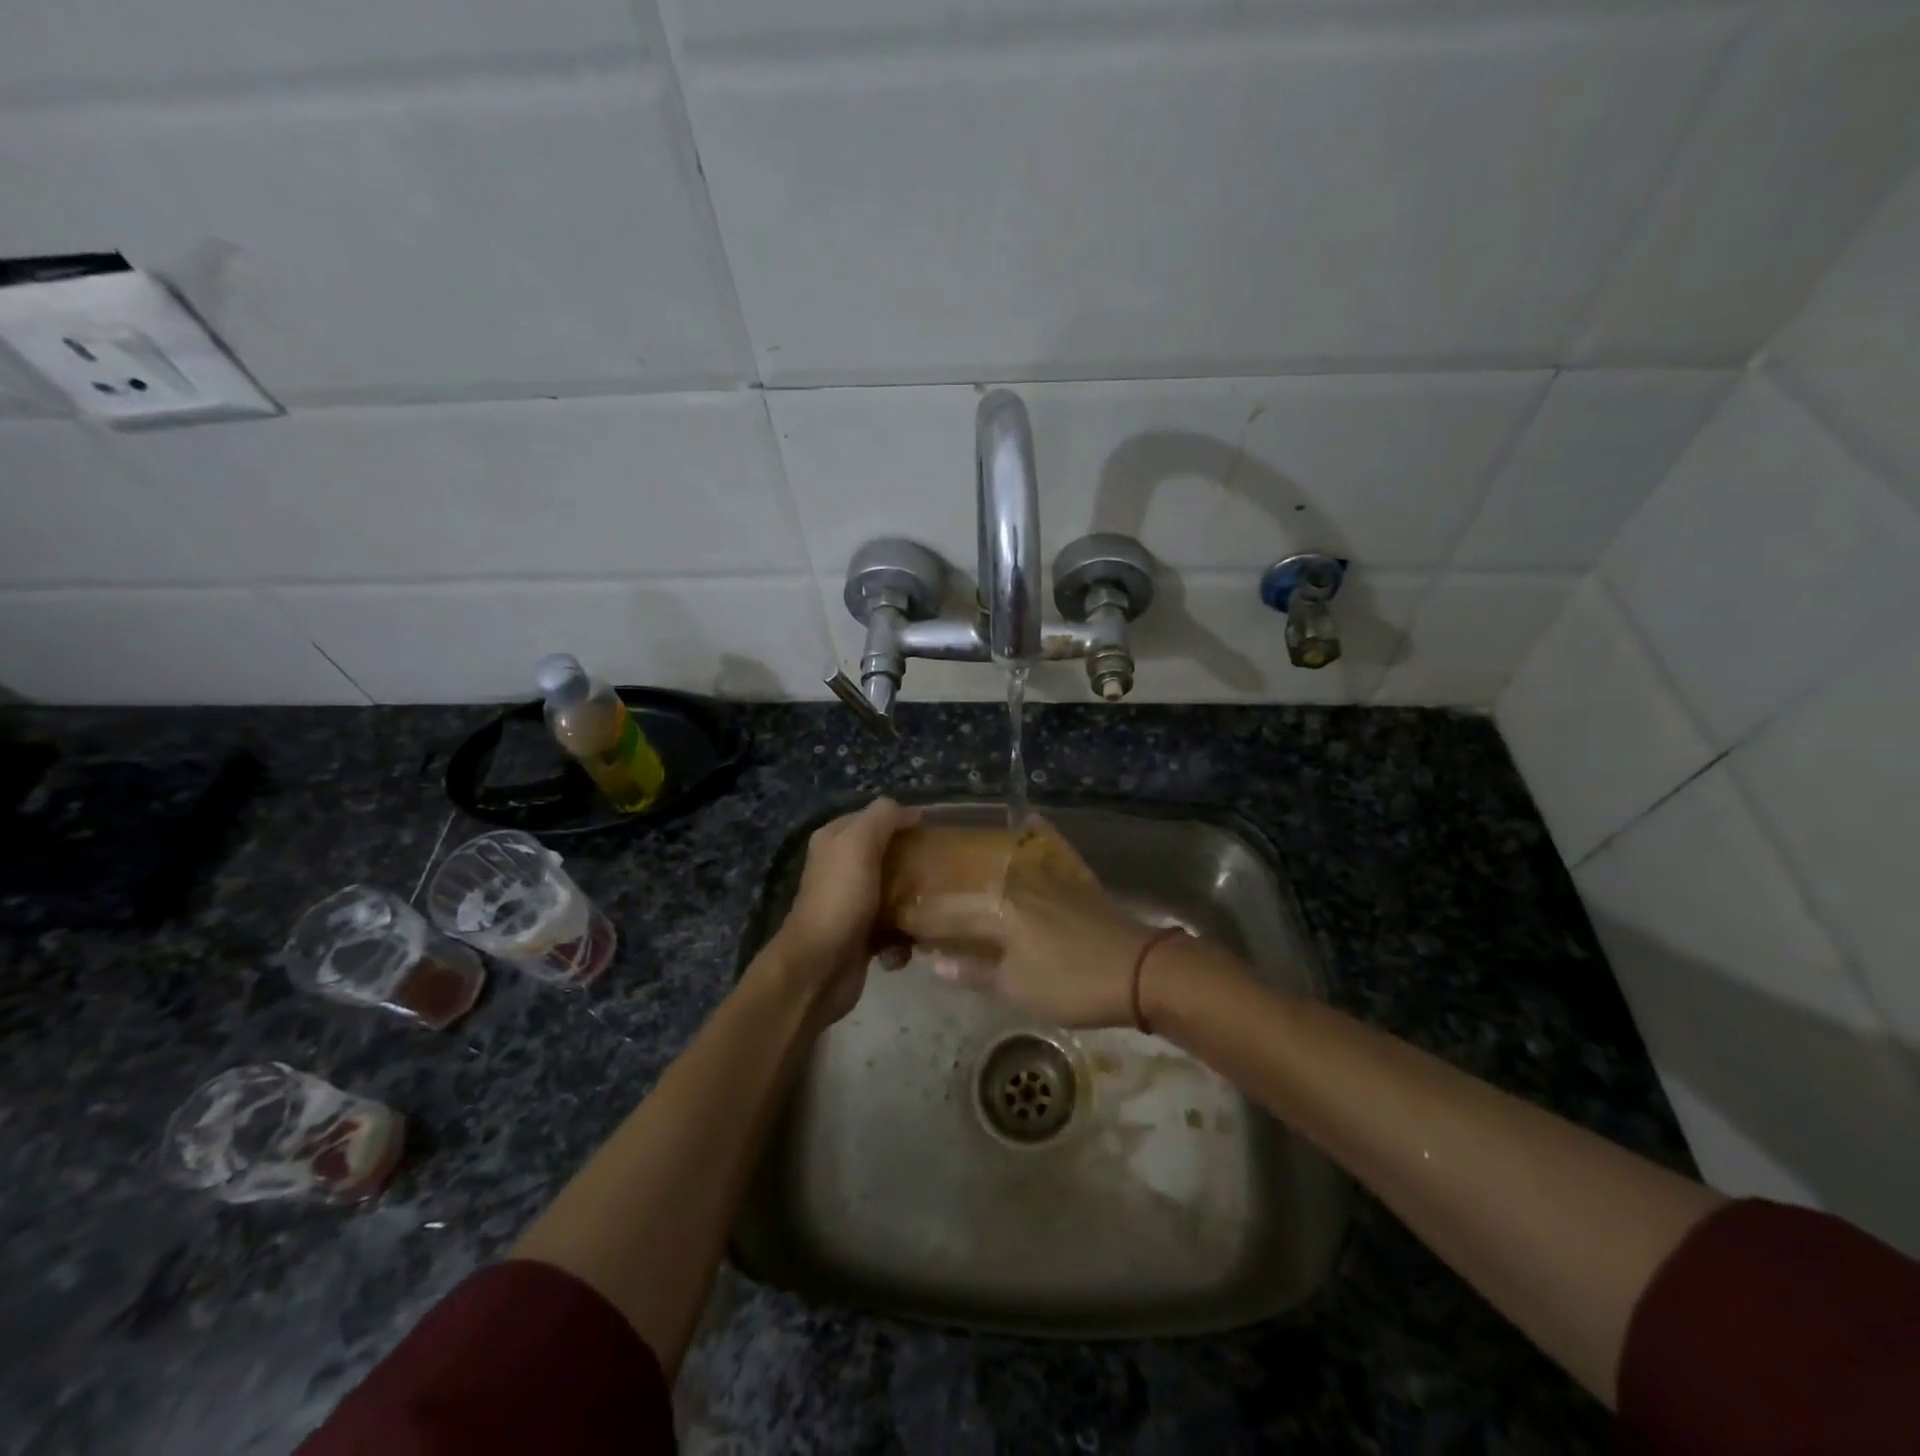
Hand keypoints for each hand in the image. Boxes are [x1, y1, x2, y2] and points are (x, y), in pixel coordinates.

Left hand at [766, 797, 919, 1028]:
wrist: (819, 968)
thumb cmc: (840, 899)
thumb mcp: (859, 844)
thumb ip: (883, 817)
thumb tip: (912, 811)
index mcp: (834, 841)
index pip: (873, 819)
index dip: (901, 822)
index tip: (934, 833)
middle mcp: (840, 869)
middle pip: (888, 857)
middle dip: (913, 866)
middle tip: (939, 872)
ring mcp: (850, 905)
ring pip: (895, 895)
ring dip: (912, 907)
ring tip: (927, 913)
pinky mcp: (861, 938)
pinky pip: (893, 931)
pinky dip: (902, 941)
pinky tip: (904, 948)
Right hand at [894, 823, 1160, 1028]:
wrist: (1140, 970)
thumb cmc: (1073, 983)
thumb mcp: (1017, 988)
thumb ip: (973, 971)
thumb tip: (932, 961)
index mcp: (997, 907)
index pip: (946, 910)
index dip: (919, 918)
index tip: (898, 922)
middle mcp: (1016, 879)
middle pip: (970, 880)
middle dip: (944, 888)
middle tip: (922, 896)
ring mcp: (1048, 872)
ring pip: (1003, 860)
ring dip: (978, 863)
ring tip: (959, 870)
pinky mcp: (1072, 875)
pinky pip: (1045, 845)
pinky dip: (1033, 832)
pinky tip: (1026, 821)